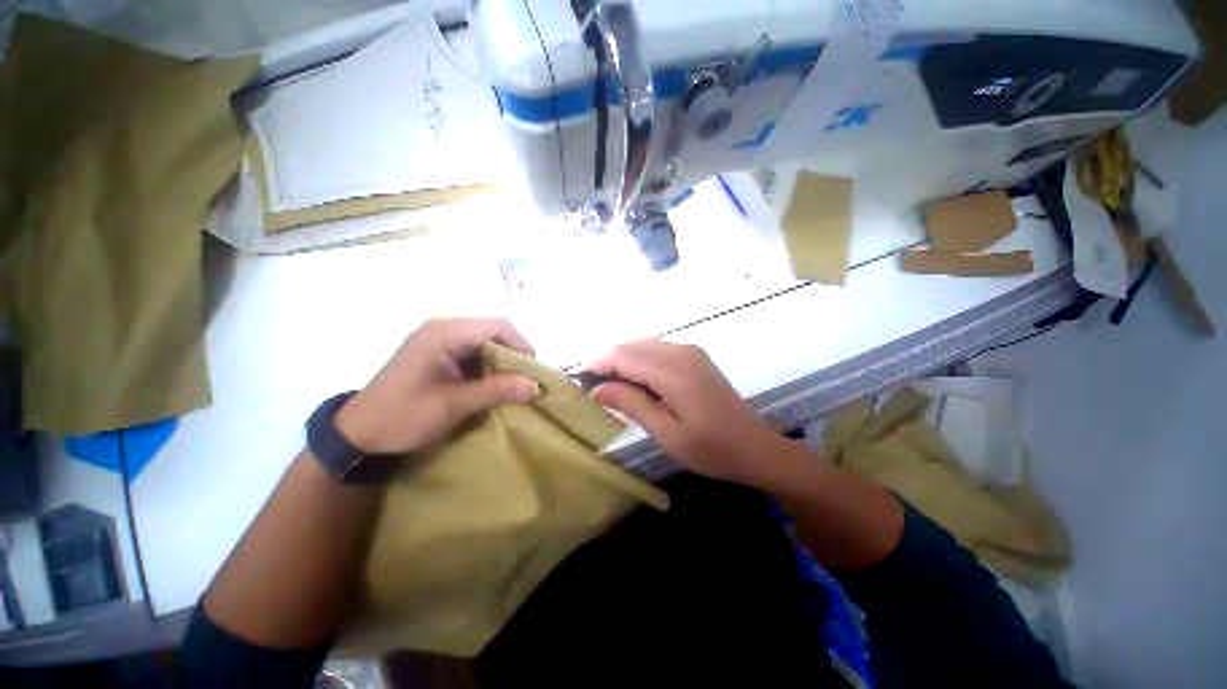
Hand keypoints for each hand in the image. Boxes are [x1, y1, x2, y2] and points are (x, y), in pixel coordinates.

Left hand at [335, 318, 540, 453]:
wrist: (358, 434)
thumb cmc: (403, 416)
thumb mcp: (454, 404)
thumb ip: (497, 391)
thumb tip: (536, 386)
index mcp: (444, 333)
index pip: (497, 327)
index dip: (522, 346)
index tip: (534, 372)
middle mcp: (443, 327)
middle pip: (493, 331)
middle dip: (514, 355)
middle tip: (526, 380)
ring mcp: (439, 339)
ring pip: (486, 341)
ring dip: (502, 362)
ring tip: (512, 384)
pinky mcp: (438, 351)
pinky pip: (474, 351)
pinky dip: (488, 366)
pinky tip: (491, 384)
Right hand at [587, 340, 787, 485]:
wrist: (755, 447)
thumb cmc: (711, 449)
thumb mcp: (667, 433)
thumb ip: (632, 405)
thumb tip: (597, 389)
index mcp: (674, 371)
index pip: (624, 356)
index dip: (599, 365)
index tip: (581, 382)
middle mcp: (681, 352)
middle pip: (632, 346)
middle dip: (609, 362)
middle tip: (595, 389)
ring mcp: (690, 352)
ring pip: (644, 345)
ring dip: (624, 361)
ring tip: (612, 387)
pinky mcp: (695, 357)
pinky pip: (658, 350)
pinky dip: (640, 361)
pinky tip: (637, 382)